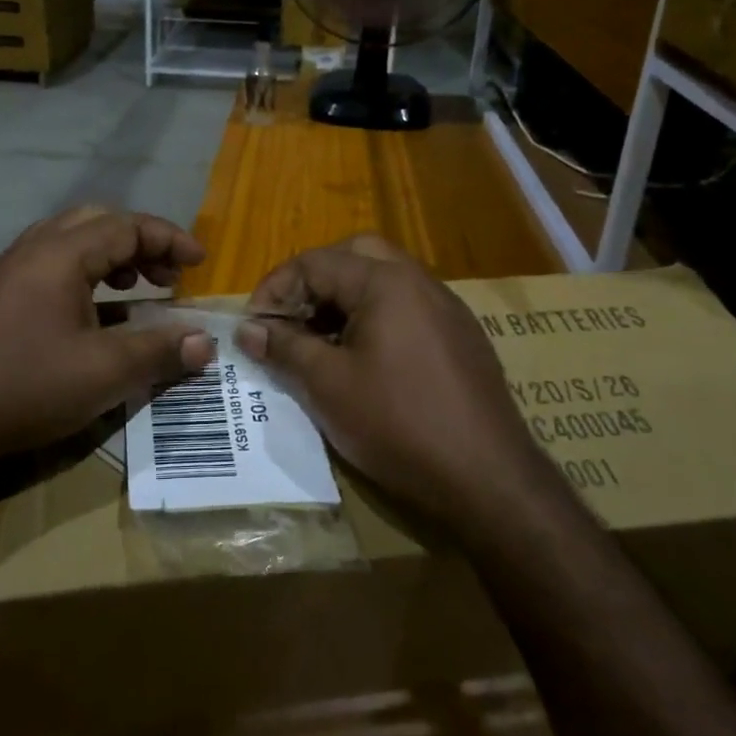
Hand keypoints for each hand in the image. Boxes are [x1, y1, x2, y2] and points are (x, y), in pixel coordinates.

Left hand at [0, 207, 215, 475]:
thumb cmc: (24, 387)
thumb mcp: (103, 373)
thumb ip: (159, 351)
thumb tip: (206, 342)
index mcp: (59, 254)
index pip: (127, 226)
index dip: (169, 240)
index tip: (200, 264)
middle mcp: (32, 250)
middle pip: (97, 223)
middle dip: (141, 243)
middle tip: (168, 276)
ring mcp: (8, 272)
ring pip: (71, 242)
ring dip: (111, 257)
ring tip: (137, 290)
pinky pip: (51, 266)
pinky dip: (85, 276)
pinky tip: (93, 316)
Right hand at [234, 235, 549, 529]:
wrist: (488, 479)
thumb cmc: (398, 424)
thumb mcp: (327, 385)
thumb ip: (284, 347)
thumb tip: (247, 329)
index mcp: (386, 282)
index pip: (315, 262)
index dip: (275, 289)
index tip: (253, 326)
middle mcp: (420, 282)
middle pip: (354, 256)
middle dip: (313, 280)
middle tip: (289, 317)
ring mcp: (446, 309)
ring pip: (383, 280)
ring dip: (343, 299)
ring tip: (317, 340)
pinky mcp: (460, 338)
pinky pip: (406, 308)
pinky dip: (373, 317)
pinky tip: (360, 360)